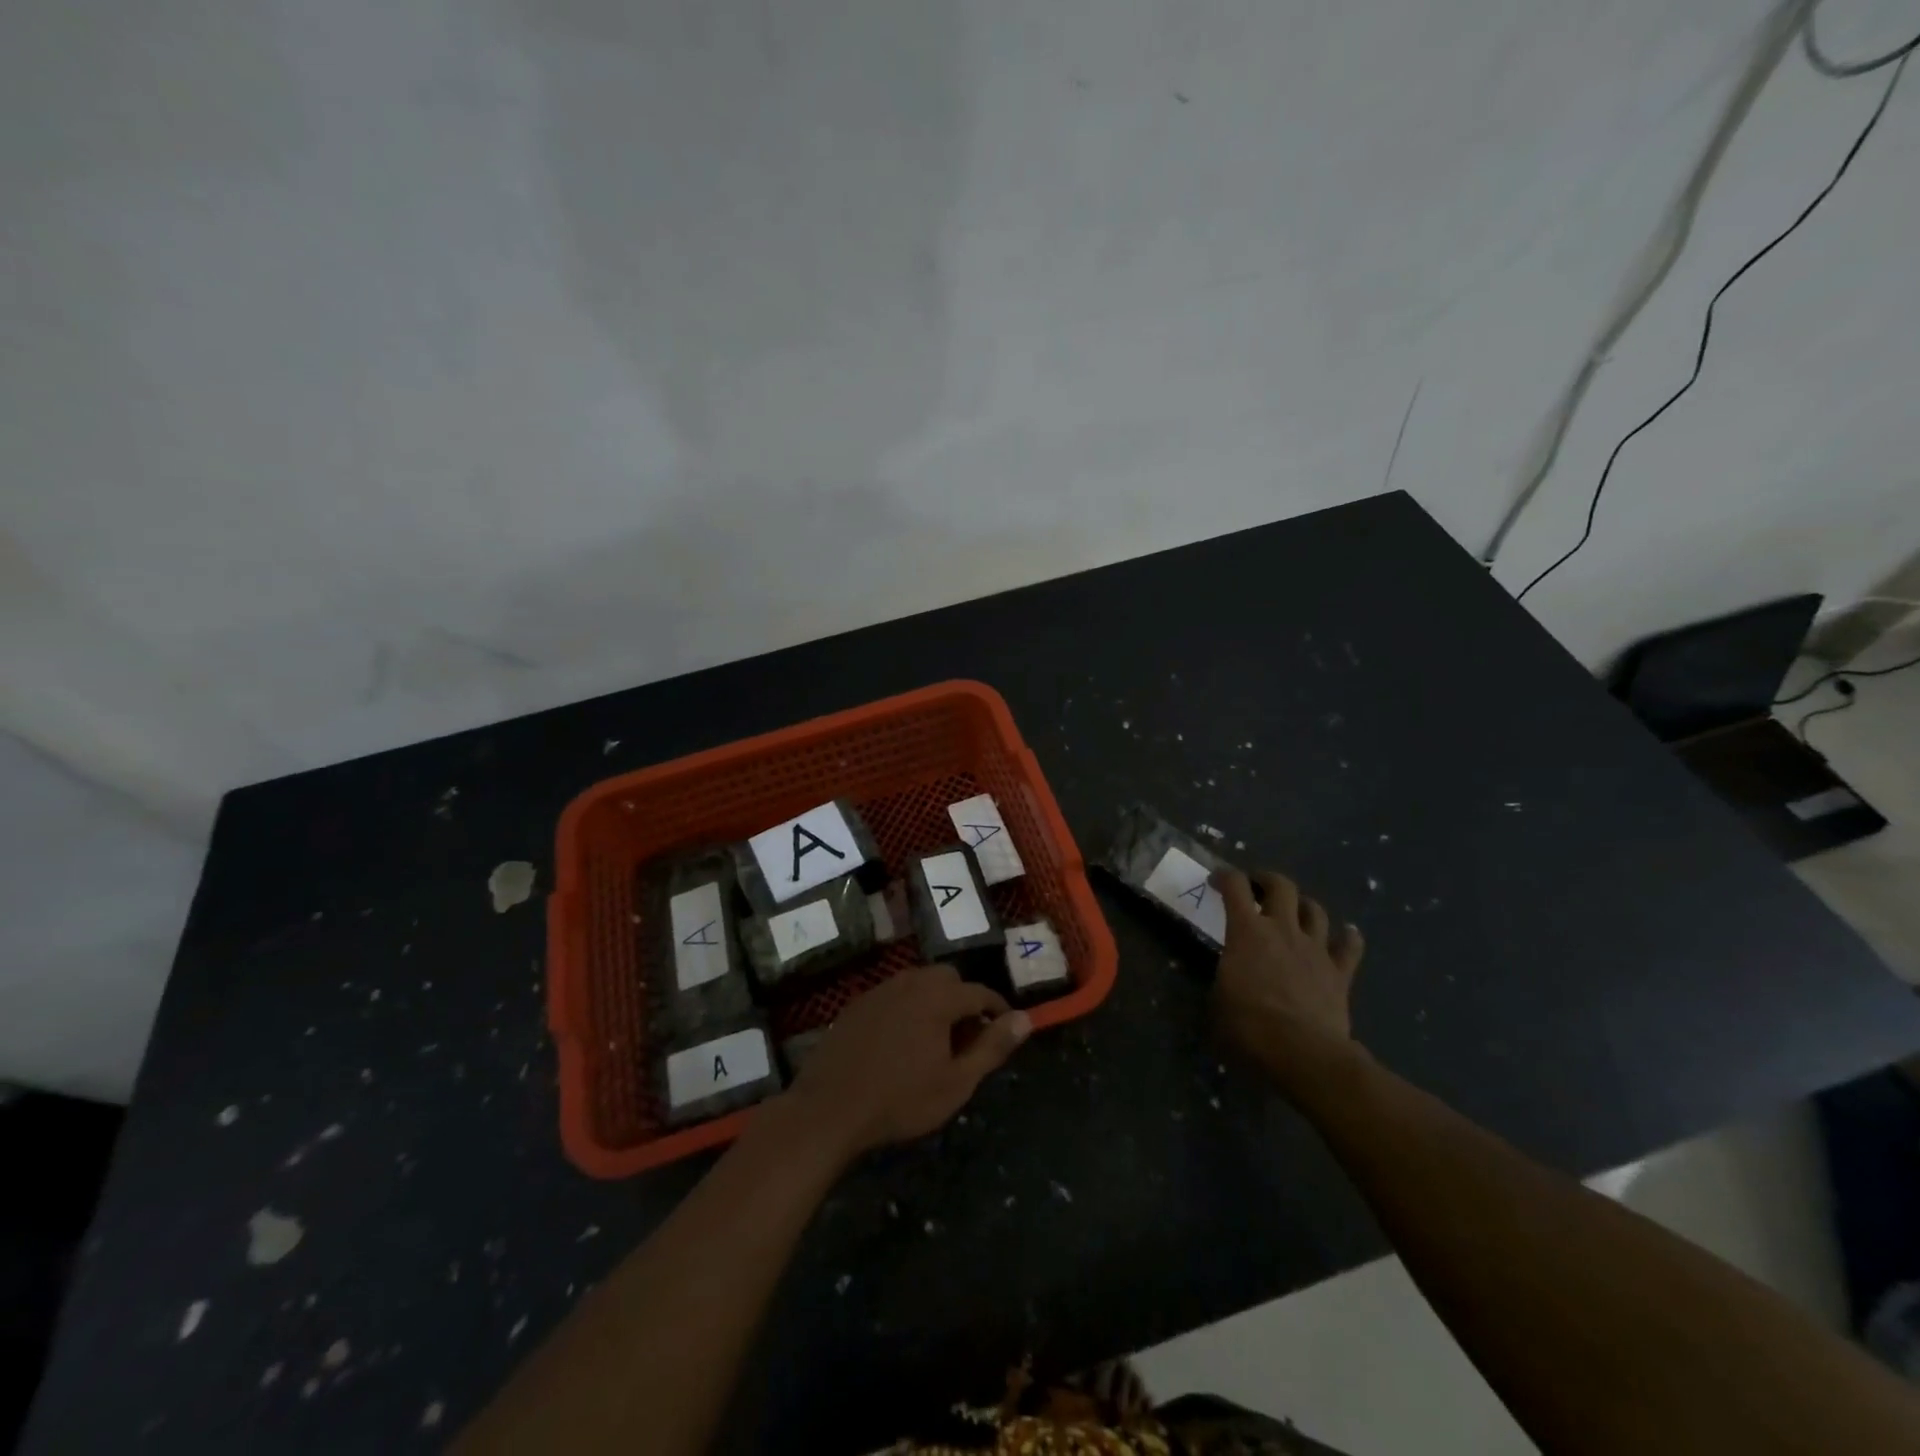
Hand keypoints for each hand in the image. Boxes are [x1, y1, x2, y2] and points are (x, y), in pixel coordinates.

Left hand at [786, 965, 1030, 1158]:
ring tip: (936, 1038)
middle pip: (948, 978)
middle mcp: (910, 983)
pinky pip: (893, 993)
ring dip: (935, 1000)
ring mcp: (880, 990)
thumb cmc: (900, 1099)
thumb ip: (993, 1047)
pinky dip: (907, 1006)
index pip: (980, 992)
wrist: (830, 1108)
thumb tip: (1025, 1019)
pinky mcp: (857, 1004)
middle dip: (964, 999)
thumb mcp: (956, 1082)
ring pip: (918, 981)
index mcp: (938, 998)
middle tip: (967, 1036)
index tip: (1005, 1029)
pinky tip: (901, 1039)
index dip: (997, 1009)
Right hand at [1211, 868, 1365, 1078]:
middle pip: (1281, 886)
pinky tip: (1348, 934)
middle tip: (1257, 888)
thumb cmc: (1249, 1026)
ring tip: (1295, 911)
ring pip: (1315, 910)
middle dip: (1267, 880)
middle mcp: (1283, 930)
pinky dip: (1348, 937)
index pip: (1235, 886)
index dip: (1225, 877)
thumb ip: (1221, 980)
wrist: (1303, 1053)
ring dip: (1303, 905)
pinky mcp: (1339, 973)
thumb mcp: (1216, 1001)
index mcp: (1247, 932)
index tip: (1216, 882)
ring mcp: (1315, 949)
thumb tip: (1225, 981)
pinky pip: (1350, 947)